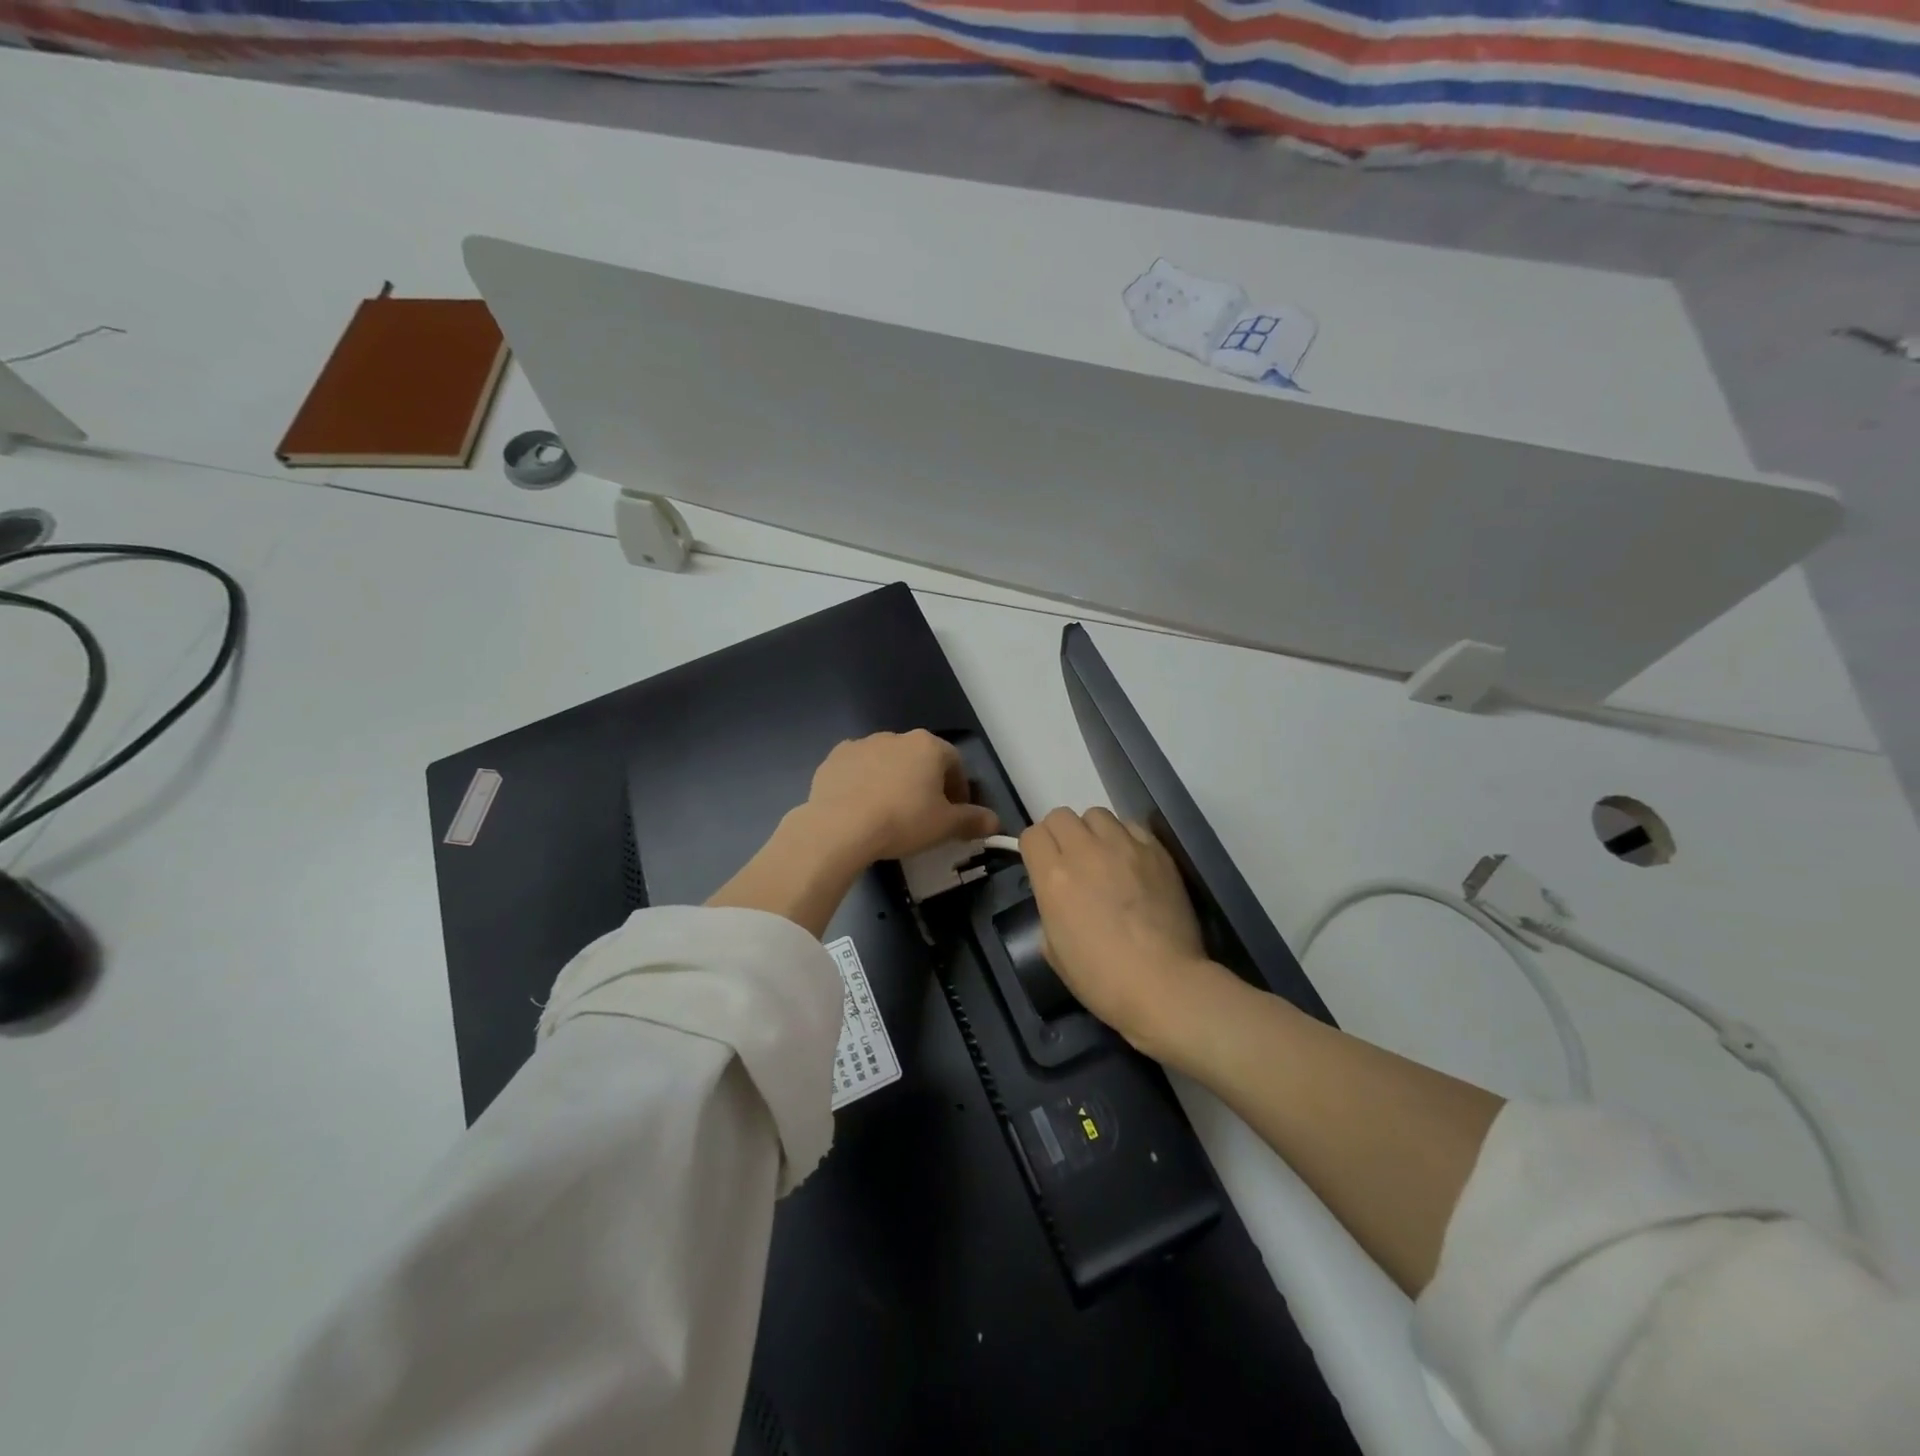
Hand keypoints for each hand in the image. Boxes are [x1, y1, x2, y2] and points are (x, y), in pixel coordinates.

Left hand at [803, 730, 998, 863]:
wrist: (840, 826)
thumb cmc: (903, 820)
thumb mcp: (946, 826)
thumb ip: (973, 820)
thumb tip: (995, 821)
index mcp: (928, 746)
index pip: (955, 763)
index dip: (959, 790)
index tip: (955, 814)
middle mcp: (896, 737)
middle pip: (920, 759)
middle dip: (926, 783)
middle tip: (924, 815)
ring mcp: (862, 744)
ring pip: (887, 762)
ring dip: (894, 781)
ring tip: (889, 813)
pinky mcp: (834, 758)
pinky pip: (858, 769)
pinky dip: (864, 783)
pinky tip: (861, 808)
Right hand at [1020, 807, 1230, 1060]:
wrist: (1164, 985)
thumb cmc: (1102, 979)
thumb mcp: (1054, 950)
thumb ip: (1049, 909)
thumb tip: (1059, 897)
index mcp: (1053, 876)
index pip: (1032, 835)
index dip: (1035, 850)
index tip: (1043, 867)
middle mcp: (1085, 851)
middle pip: (1061, 816)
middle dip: (1060, 835)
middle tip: (1072, 862)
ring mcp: (1124, 846)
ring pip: (1097, 814)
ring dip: (1093, 832)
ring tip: (1104, 858)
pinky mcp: (1156, 851)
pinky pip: (1132, 826)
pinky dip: (1126, 838)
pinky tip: (1132, 863)